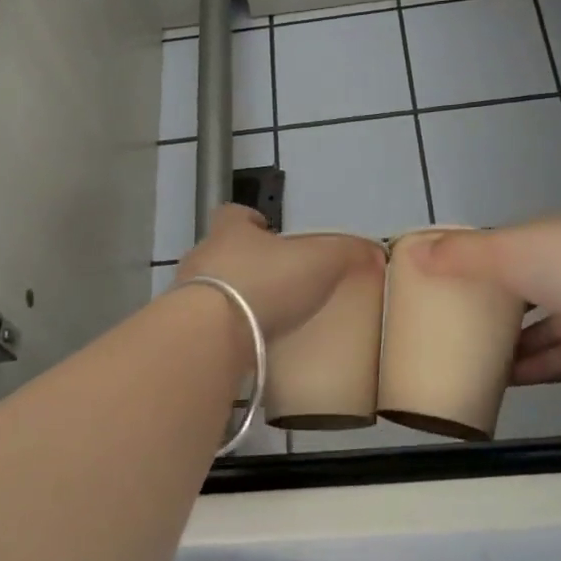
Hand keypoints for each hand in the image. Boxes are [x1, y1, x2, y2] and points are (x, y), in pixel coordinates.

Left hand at [175, 205, 372, 339]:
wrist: (211, 335)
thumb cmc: (265, 283)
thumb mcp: (319, 262)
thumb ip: (346, 253)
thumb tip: (374, 251)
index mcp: (231, 232)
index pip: (234, 214)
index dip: (250, 219)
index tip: (266, 228)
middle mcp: (203, 257)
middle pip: (220, 252)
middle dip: (243, 262)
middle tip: (273, 280)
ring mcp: (186, 295)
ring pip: (210, 289)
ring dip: (231, 299)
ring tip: (262, 318)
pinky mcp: (185, 331)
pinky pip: (206, 326)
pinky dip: (224, 332)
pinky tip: (246, 347)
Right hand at [420, 215, 560, 380]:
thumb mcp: (506, 252)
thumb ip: (460, 255)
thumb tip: (413, 252)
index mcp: (550, 237)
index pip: (507, 247)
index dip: (477, 262)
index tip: (446, 283)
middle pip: (524, 289)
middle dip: (493, 309)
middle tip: (453, 328)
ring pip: (541, 328)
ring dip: (511, 346)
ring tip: (469, 362)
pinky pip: (560, 357)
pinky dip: (534, 368)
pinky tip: (502, 384)